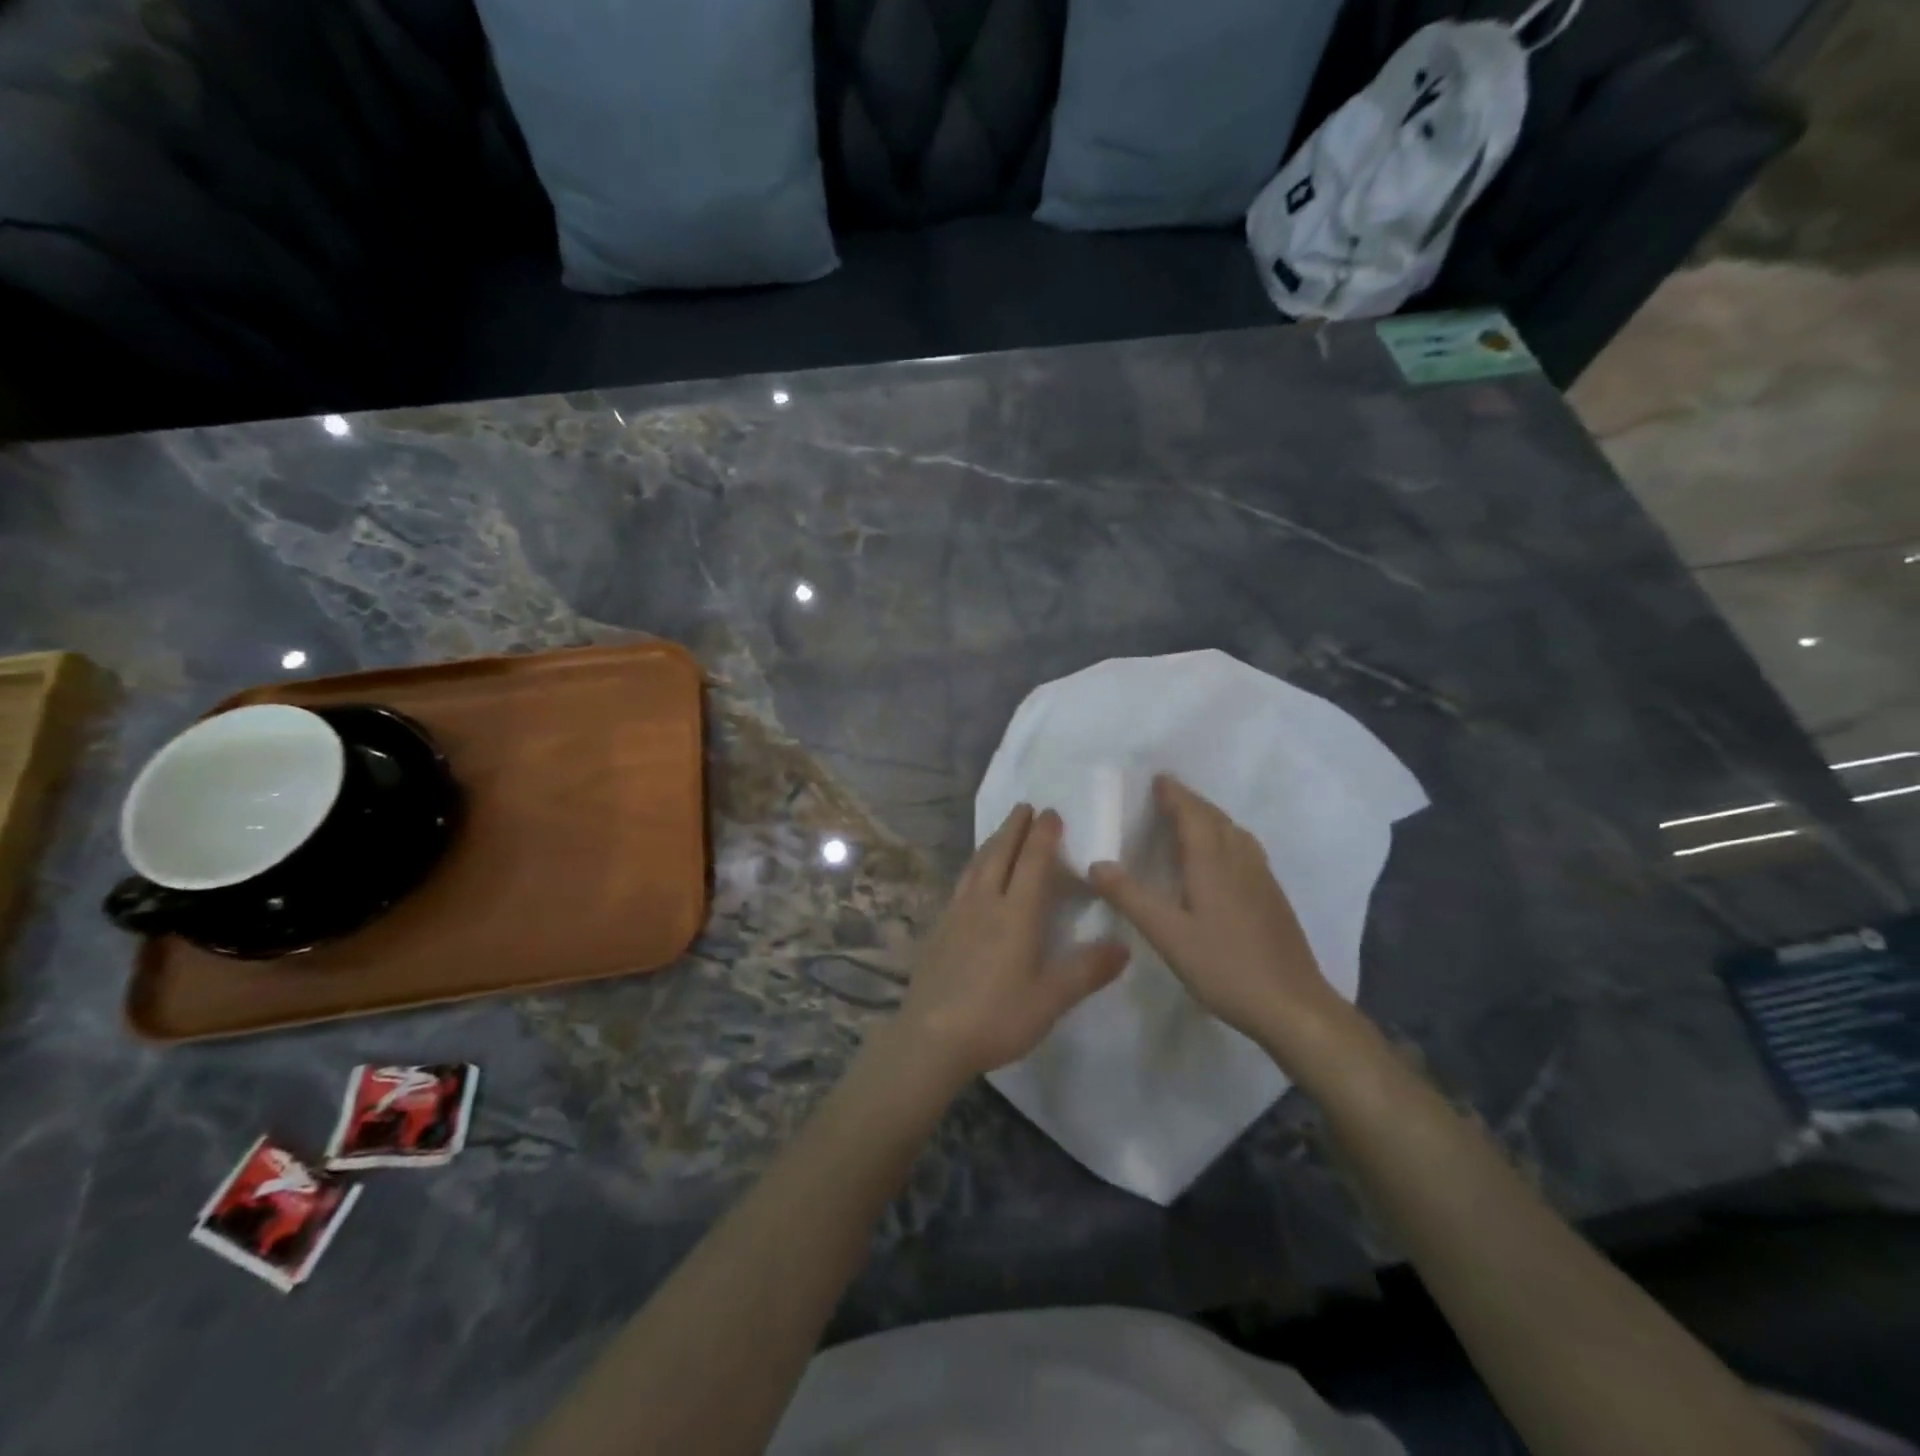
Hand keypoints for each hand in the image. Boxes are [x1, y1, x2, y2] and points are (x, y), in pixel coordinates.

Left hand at [890, 805, 1128, 1087]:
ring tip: (1001, 832)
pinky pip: (961, 883)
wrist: (931, 1037)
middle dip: (1014, 827)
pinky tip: (972, 877)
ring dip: (992, 842)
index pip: (1032, 862)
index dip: (1043, 835)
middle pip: (1000, 853)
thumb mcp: (1050, 1000)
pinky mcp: (939, 929)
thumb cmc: (997, 1017)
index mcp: (1016, 914)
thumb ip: (1087, 971)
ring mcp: (957, 914)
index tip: (1051, 812)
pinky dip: (973, 867)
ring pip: (976, 865)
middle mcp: (985, 903)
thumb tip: (1124, 945)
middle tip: (1024, 806)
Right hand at [1089, 775, 1366, 1076]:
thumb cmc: (1226, 967)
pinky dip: (1226, 837)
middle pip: (1215, 818)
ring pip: (1234, 832)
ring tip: (1191, 818)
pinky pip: (1245, 849)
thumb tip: (1096, 864)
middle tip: (1167, 793)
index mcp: (1213, 862)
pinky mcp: (1272, 897)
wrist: (1293, 1005)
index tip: (1158, 778)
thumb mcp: (1168, 935)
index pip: (1192, 814)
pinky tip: (1221, 857)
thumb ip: (1131, 897)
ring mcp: (1262, 878)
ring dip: (1211, 817)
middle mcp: (1240, 860)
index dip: (1175, 794)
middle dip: (1191, 801)